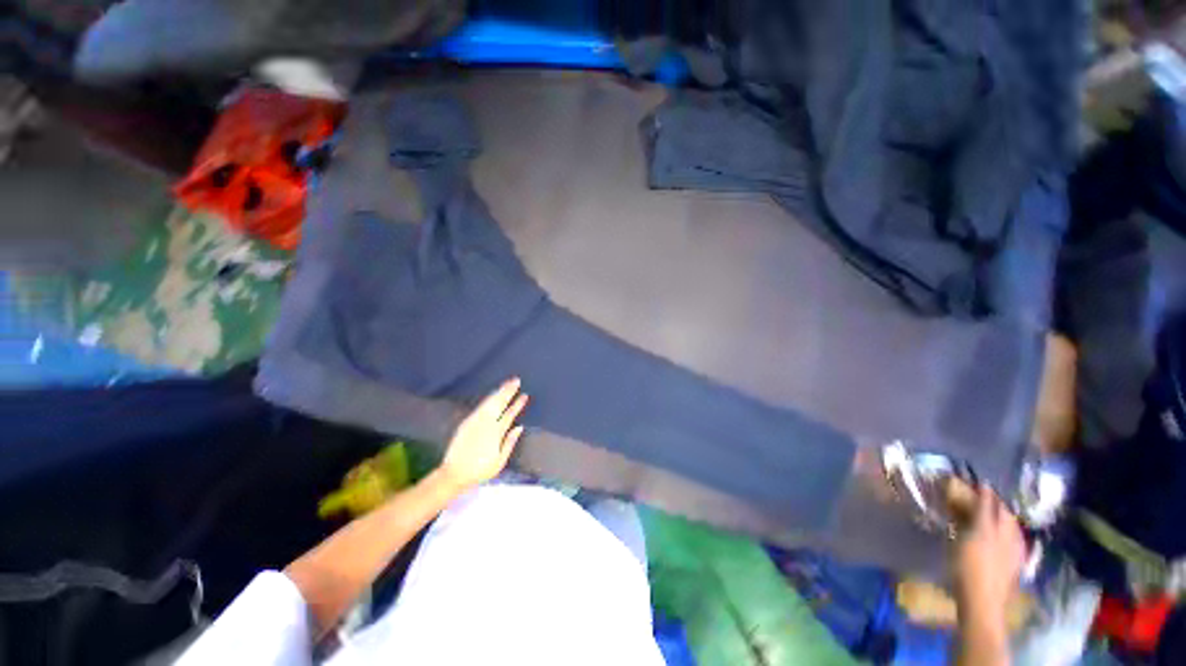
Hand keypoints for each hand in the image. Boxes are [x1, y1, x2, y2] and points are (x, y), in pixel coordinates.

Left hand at [439, 378, 528, 491]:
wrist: (453, 473)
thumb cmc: (479, 470)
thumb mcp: (499, 461)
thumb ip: (510, 442)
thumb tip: (519, 427)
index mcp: (496, 432)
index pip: (510, 414)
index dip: (518, 404)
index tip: (524, 395)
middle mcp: (486, 423)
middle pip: (499, 403)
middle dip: (508, 391)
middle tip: (516, 380)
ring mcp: (475, 421)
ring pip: (490, 402)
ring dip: (499, 392)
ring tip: (507, 384)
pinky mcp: (467, 422)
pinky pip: (481, 406)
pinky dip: (489, 398)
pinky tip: (493, 395)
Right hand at [954, 484, 1026, 621]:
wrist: (983, 602)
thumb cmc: (965, 569)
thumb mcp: (959, 542)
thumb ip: (963, 521)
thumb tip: (960, 506)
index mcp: (992, 527)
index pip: (990, 503)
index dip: (984, 492)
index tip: (978, 482)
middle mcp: (1007, 535)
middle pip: (1005, 514)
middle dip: (996, 504)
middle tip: (986, 497)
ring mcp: (1015, 550)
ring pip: (1012, 526)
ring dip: (1004, 517)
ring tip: (996, 513)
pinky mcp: (1016, 563)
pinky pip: (1014, 539)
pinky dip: (1009, 531)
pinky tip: (1004, 535)